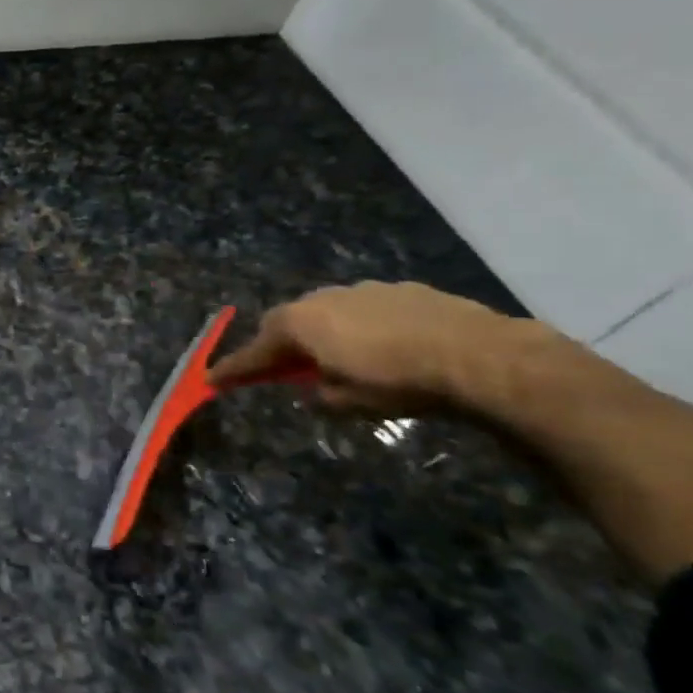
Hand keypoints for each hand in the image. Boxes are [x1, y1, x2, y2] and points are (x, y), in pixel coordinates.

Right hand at [209, 281, 514, 413]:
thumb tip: (316, 387)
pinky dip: (364, 328)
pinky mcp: (404, 290)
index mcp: (300, 323)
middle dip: (282, 345)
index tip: (212, 379)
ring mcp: (365, 290)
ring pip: (330, 312)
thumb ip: (318, 393)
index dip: (234, 368)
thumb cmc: (397, 382)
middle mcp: (324, 298)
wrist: (480, 356)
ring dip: (326, 334)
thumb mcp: (346, 402)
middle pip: (289, 322)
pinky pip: (368, 310)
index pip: (255, 350)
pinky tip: (388, 348)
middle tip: (284, 368)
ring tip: (343, 359)